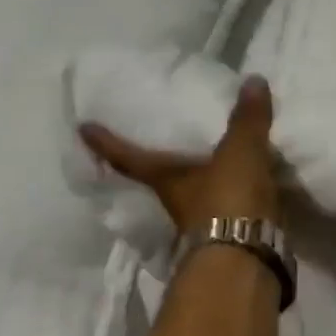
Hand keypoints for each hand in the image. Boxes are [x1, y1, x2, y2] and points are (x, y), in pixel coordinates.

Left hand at [80, 75, 279, 232]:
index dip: (106, 143)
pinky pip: (225, 209)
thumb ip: (247, 120)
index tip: (82, 129)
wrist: (247, 255)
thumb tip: (253, 80)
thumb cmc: (228, 199)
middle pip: (158, 180)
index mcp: (167, 179)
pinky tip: (242, 191)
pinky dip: (229, 199)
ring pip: (192, 197)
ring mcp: (201, 224)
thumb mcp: (240, 152)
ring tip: (207, 165)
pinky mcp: (229, 236)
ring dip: (196, 184)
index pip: (129, 158)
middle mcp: (177, 202)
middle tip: (154, 145)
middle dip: (155, 165)